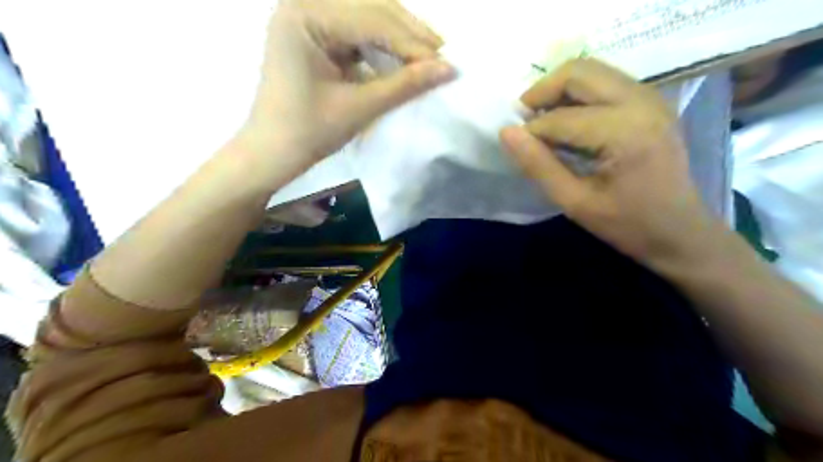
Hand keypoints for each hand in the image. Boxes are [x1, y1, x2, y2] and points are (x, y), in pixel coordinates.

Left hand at [238, 0, 455, 175]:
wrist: (274, 152)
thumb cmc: (309, 132)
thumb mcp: (359, 107)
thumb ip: (405, 84)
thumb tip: (449, 69)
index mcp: (304, 15)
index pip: (371, 19)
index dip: (411, 41)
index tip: (445, 61)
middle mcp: (304, 4)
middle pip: (370, 7)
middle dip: (409, 32)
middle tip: (442, 53)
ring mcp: (308, 17)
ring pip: (366, 15)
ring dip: (399, 34)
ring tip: (428, 54)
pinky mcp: (315, 34)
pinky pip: (357, 30)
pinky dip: (382, 43)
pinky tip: (402, 56)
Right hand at [498, 57, 718, 266]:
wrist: (681, 232)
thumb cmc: (627, 225)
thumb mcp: (575, 202)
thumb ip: (538, 165)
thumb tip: (506, 132)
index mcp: (625, 132)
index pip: (561, 117)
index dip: (531, 131)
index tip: (516, 147)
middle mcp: (641, 102)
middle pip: (578, 72)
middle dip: (542, 92)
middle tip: (524, 120)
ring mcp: (651, 97)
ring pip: (592, 70)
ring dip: (559, 90)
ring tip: (543, 121)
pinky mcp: (652, 101)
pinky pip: (605, 81)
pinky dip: (578, 94)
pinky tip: (569, 120)